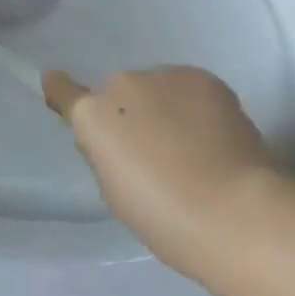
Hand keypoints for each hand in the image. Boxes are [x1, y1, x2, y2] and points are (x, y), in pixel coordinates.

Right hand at [43, 66, 277, 277]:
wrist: (237, 213)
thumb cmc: (167, 220)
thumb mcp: (118, 193)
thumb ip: (109, 155)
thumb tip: (120, 138)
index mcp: (94, 117)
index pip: (63, 90)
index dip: (61, 90)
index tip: (57, 85)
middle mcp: (122, 83)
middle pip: (121, 96)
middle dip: (134, 116)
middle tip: (159, 155)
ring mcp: (164, 75)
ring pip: (158, 90)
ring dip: (167, 109)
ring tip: (196, 149)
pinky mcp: (203, 76)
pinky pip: (189, 89)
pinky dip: (197, 108)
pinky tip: (217, 139)